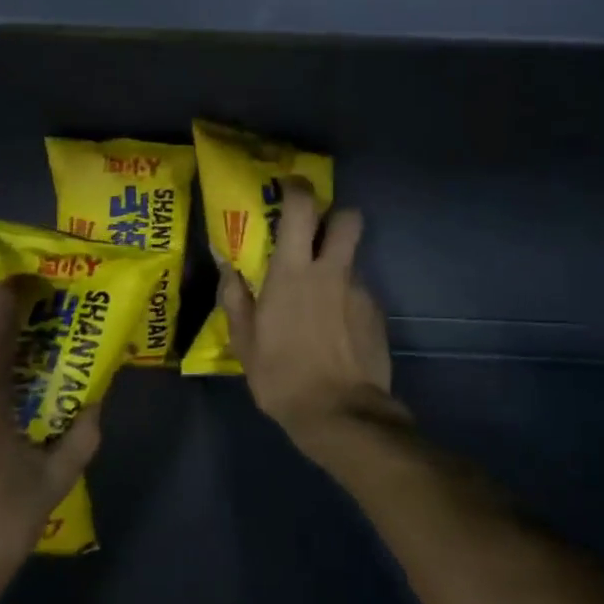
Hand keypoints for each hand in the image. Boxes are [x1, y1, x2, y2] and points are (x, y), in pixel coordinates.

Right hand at [220, 180, 404, 456]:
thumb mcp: (245, 342)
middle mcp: (331, 271)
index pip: (301, 209)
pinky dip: (347, 300)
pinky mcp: (377, 314)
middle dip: (335, 217)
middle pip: (349, 218)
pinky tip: (336, 331)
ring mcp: (360, 291)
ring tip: (320, 302)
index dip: (297, 189)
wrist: (340, 415)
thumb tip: (226, 266)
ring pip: (352, 259)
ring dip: (337, 267)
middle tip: (315, 237)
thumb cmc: (282, 377)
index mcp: (293, 273)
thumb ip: (236, 298)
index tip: (288, 188)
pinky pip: (359, 293)